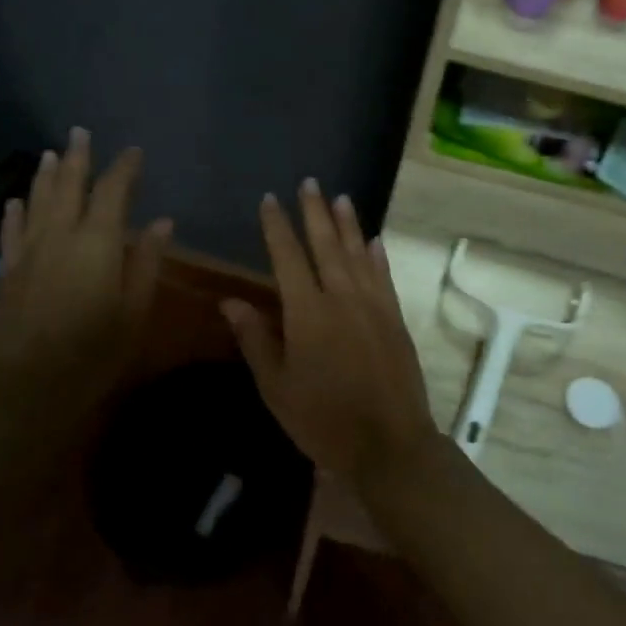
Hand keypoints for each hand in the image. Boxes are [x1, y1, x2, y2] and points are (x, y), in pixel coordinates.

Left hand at [0, 129, 171, 406]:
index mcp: (98, 241)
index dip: (124, 168)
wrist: (30, 385)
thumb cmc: (95, 350)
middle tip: (80, 132)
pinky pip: (12, 231)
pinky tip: (16, 201)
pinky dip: (16, 212)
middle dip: (78, 157)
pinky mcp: (8, 271)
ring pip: (38, 201)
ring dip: (46, 175)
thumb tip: (161, 222)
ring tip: (52, 153)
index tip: (134, 152)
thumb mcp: (135, 309)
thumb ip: (147, 261)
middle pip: (69, 186)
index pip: (113, 191)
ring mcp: (29, 251)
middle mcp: (60, 235)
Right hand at [222, 181, 438, 488]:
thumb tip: (230, 301)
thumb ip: (255, 340)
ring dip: (348, 224)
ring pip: (357, 254)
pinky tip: (374, 241)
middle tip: (309, 182)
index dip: (277, 227)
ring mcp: (374, 305)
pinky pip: (384, 277)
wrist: (388, 443)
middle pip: (326, 245)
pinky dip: (377, 256)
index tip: (270, 200)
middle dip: (315, 212)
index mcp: (307, 312)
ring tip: (340, 197)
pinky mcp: (395, 318)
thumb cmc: (323, 420)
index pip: (287, 257)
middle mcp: (342, 298)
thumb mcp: (277, 387)